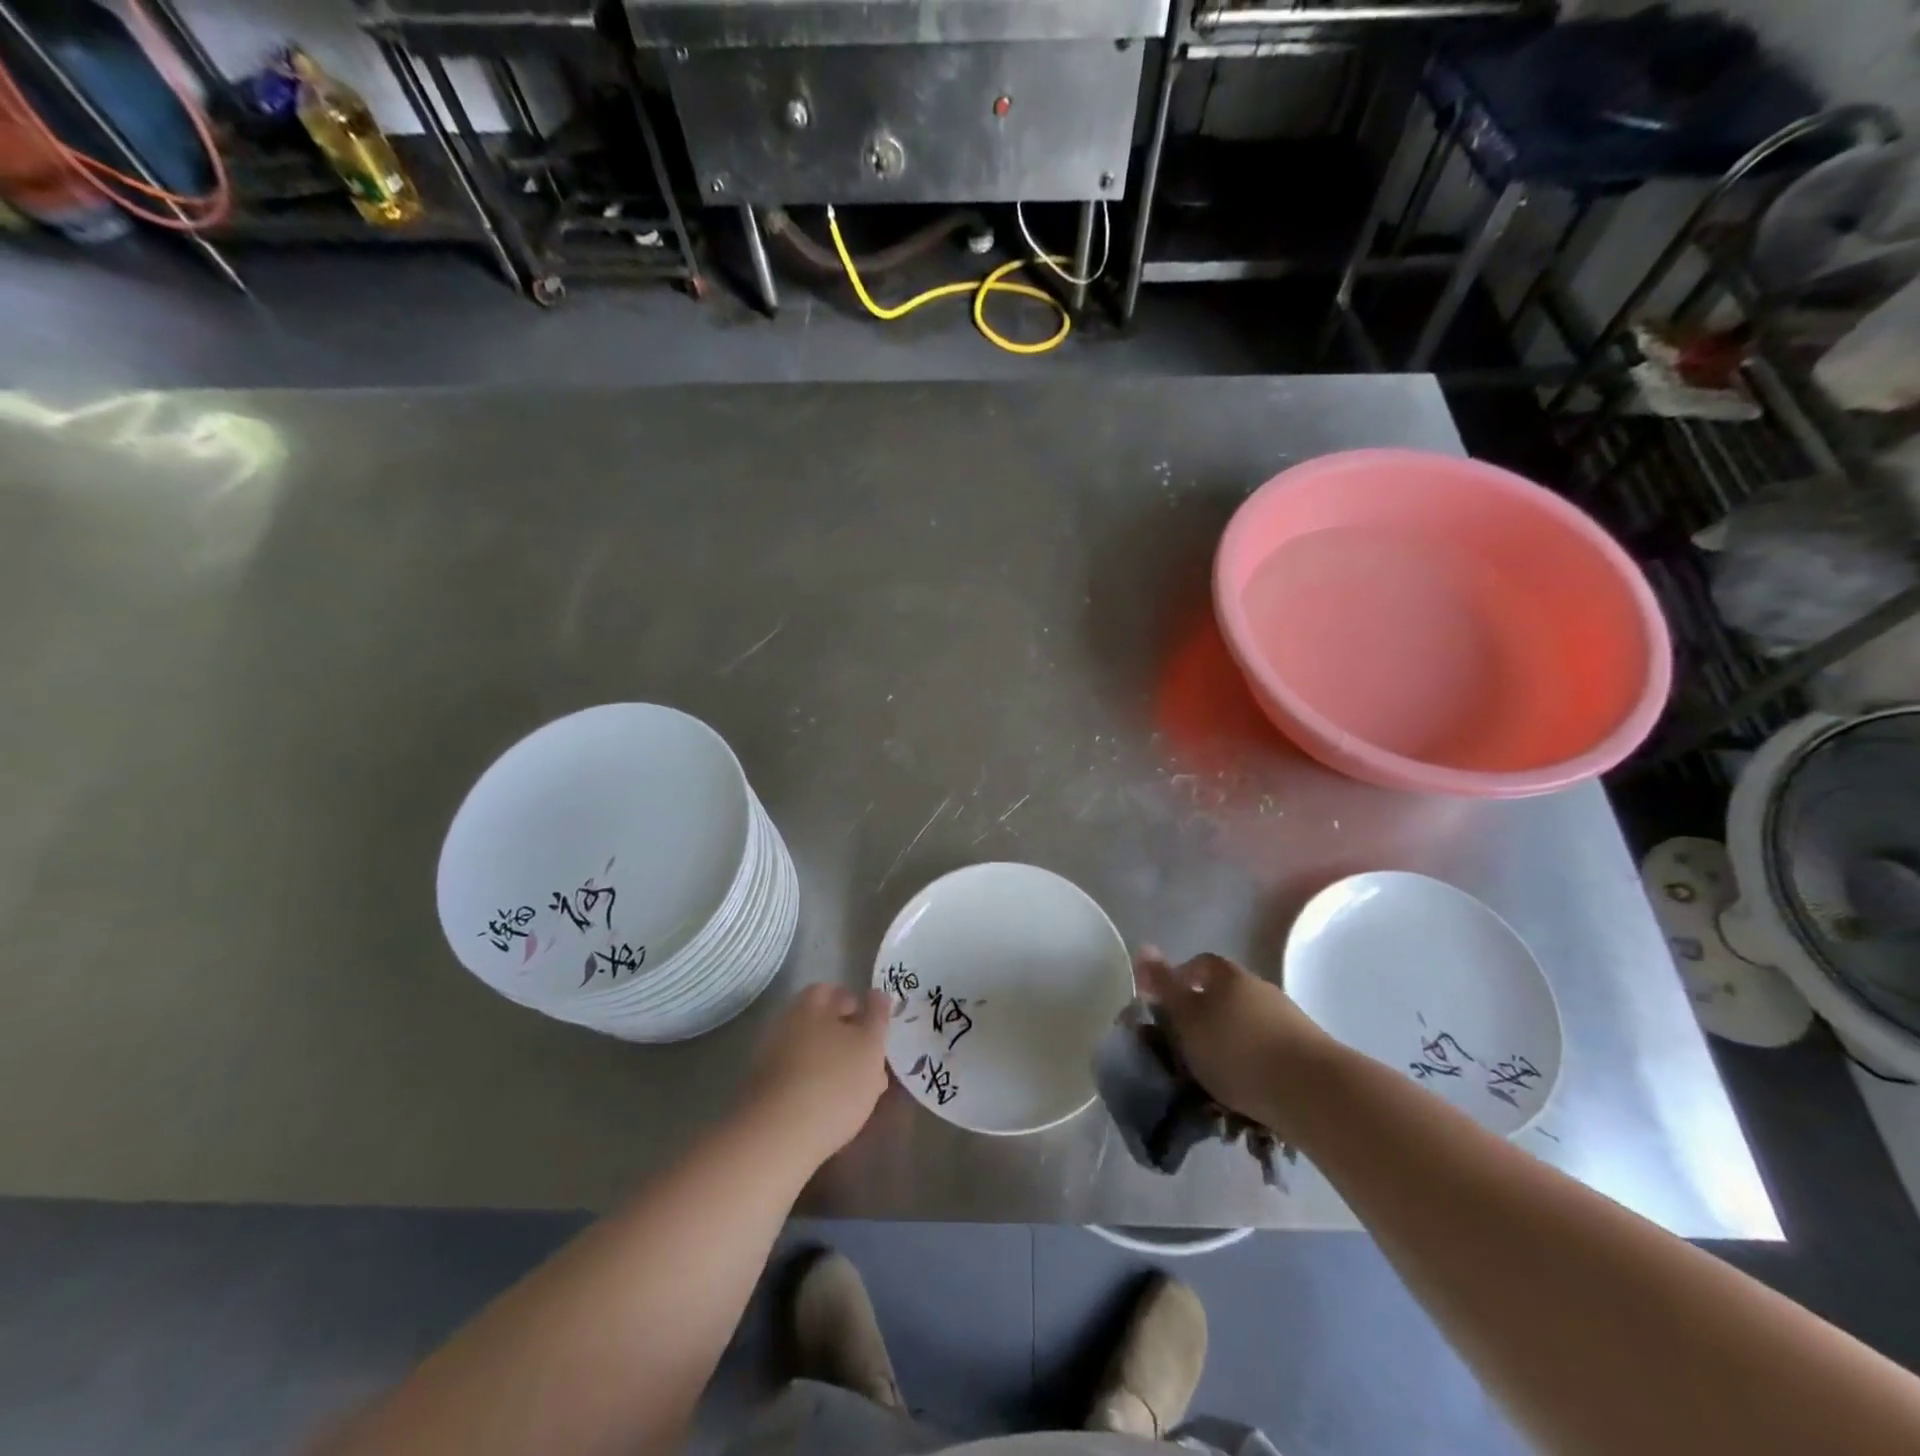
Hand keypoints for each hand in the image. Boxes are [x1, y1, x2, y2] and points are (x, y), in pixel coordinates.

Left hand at [743, 983, 890, 1166]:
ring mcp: (773, 1057)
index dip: (858, 1006)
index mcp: (812, 1004)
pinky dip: (818, 1086)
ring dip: (835, 1065)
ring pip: (813, 1052)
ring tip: (860, 1092)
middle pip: (823, 1023)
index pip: (836, 992)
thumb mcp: (870, 1045)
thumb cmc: (834, 1081)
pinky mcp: (766, 1090)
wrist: (778, 1137)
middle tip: (872, 1062)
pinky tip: (834, 1108)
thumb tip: (878, 994)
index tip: (877, 1029)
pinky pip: (800, 1078)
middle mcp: (788, 1023)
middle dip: (849, 1038)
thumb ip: (878, 1016)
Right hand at [1135, 946, 1335, 1137]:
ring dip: (1229, 1042)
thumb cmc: (1236, 1048)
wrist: (1312, 1091)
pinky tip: (1246, 1090)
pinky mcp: (1305, 1050)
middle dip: (1203, 1016)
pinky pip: (1267, 1050)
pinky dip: (1253, 1063)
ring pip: (1246, 1024)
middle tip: (1185, 1046)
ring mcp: (1286, 1017)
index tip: (1163, 1009)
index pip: (1197, 965)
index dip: (1178, 982)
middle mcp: (1258, 987)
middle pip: (1223, 995)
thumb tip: (1143, 947)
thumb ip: (1164, 985)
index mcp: (1227, 974)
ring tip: (1214, 1077)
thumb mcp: (1187, 1017)